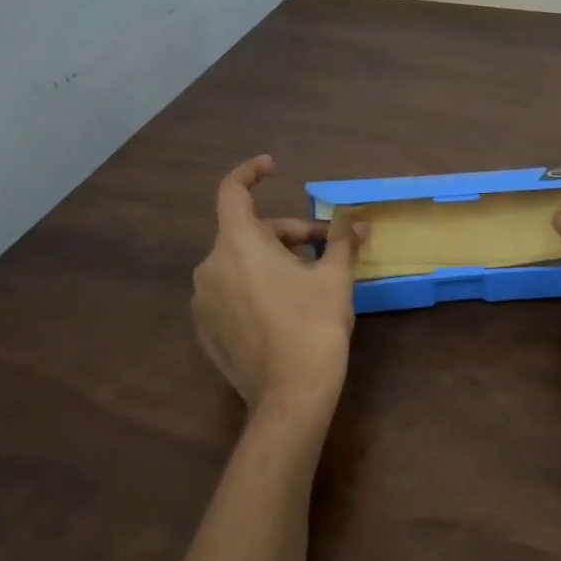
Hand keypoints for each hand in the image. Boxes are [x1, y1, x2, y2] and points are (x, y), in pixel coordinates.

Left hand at [191, 156, 366, 417]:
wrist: (291, 394)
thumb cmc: (314, 325)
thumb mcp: (335, 277)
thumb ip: (342, 241)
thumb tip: (357, 219)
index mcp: (238, 245)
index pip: (232, 191)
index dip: (250, 172)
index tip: (272, 166)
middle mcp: (211, 267)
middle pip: (247, 232)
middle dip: (288, 233)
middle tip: (327, 246)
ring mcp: (203, 302)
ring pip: (239, 264)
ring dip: (273, 260)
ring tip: (310, 278)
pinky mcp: (206, 330)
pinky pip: (230, 292)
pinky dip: (255, 286)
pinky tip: (286, 306)